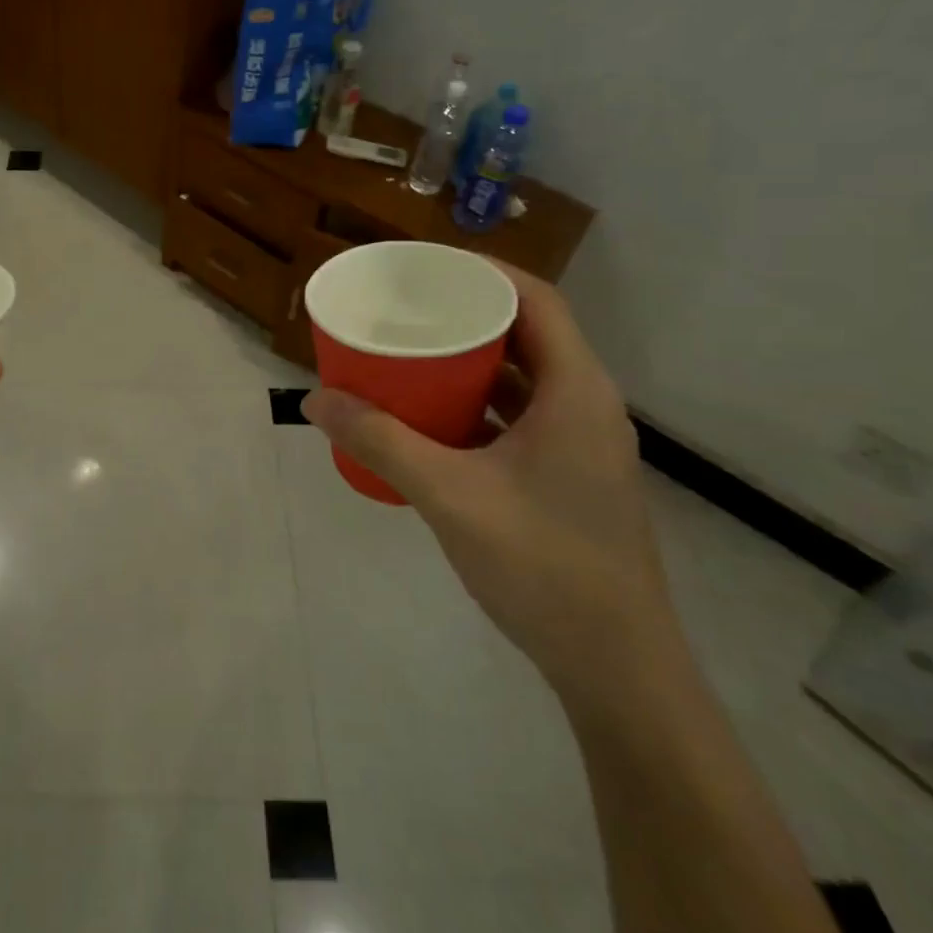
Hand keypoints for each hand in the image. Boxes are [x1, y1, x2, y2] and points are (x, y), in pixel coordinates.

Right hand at [303, 265, 685, 710]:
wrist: (616, 667)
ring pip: (524, 378)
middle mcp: (586, 405)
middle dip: (467, 314)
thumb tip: (315, 400)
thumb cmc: (543, 565)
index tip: (426, 265)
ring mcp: (581, 444)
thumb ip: (381, 442)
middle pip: (528, 334)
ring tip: (411, 353)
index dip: (484, 271)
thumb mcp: (449, 495)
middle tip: (408, 308)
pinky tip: (433, 418)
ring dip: (472, 362)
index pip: (536, 299)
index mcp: (576, 391)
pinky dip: (479, 404)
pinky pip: (520, 416)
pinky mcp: (569, 476)